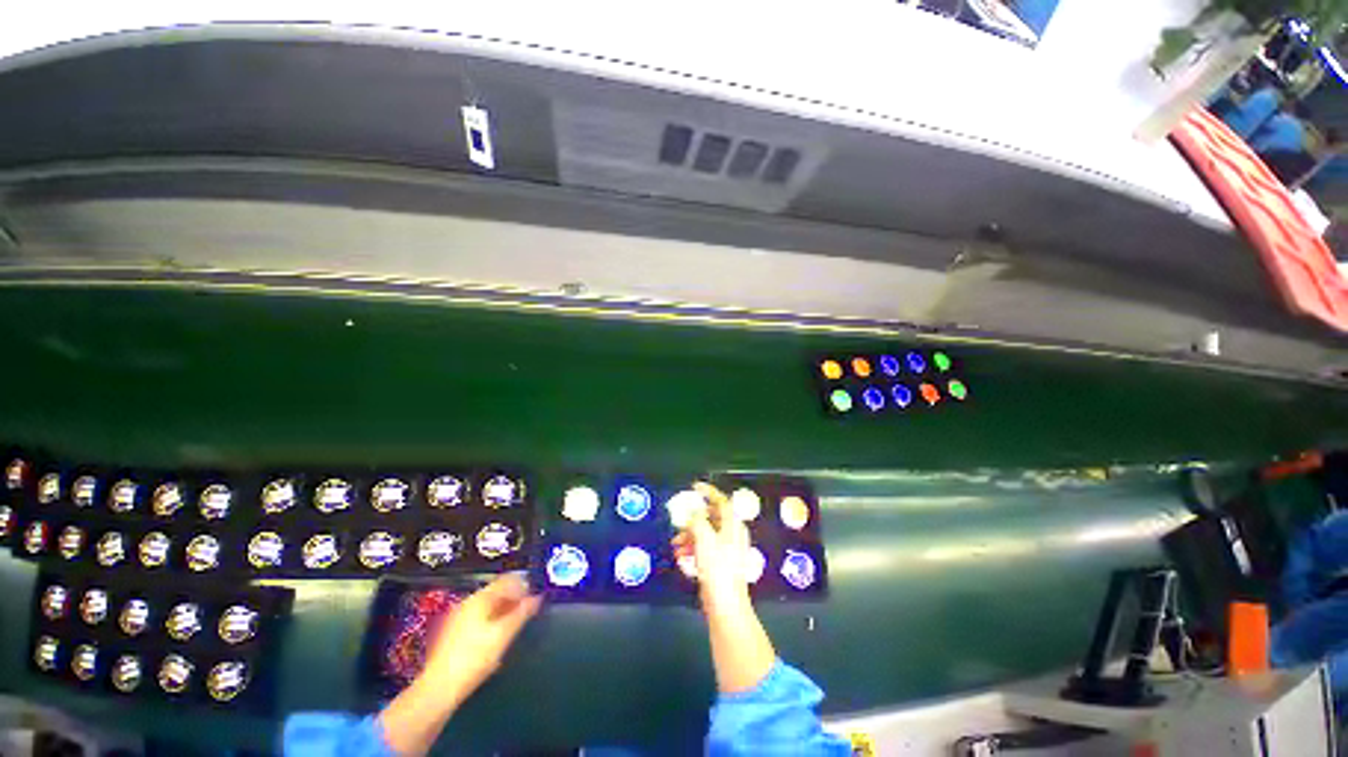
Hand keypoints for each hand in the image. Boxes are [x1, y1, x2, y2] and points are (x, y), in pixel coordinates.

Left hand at [422, 574, 541, 700]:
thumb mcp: (503, 635)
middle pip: (496, 592)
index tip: (536, 595)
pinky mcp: (453, 634)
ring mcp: (458, 618)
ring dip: (504, 610)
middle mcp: (467, 603)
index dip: (523, 585)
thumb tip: (537, 597)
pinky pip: (479, 618)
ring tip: (516, 624)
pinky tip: (498, 636)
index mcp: (479, 598)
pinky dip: (492, 620)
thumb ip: (522, 613)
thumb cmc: (474, 658)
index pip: (506, 580)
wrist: (438, 689)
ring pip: (487, 606)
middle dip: (514, 599)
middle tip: (528, 610)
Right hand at [673, 482, 752, 613]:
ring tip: (676, 542)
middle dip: (694, 518)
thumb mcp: (704, 538)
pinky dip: (693, 546)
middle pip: (712, 516)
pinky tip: (681, 554)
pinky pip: (705, 547)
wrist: (725, 605)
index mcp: (733, 525)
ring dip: (690, 534)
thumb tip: (692, 511)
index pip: (722, 501)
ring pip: (706, 532)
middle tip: (680, 518)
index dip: (708, 491)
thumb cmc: (717, 568)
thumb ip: (697, 520)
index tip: (695, 486)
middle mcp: (732, 534)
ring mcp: (726, 549)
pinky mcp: (719, 563)